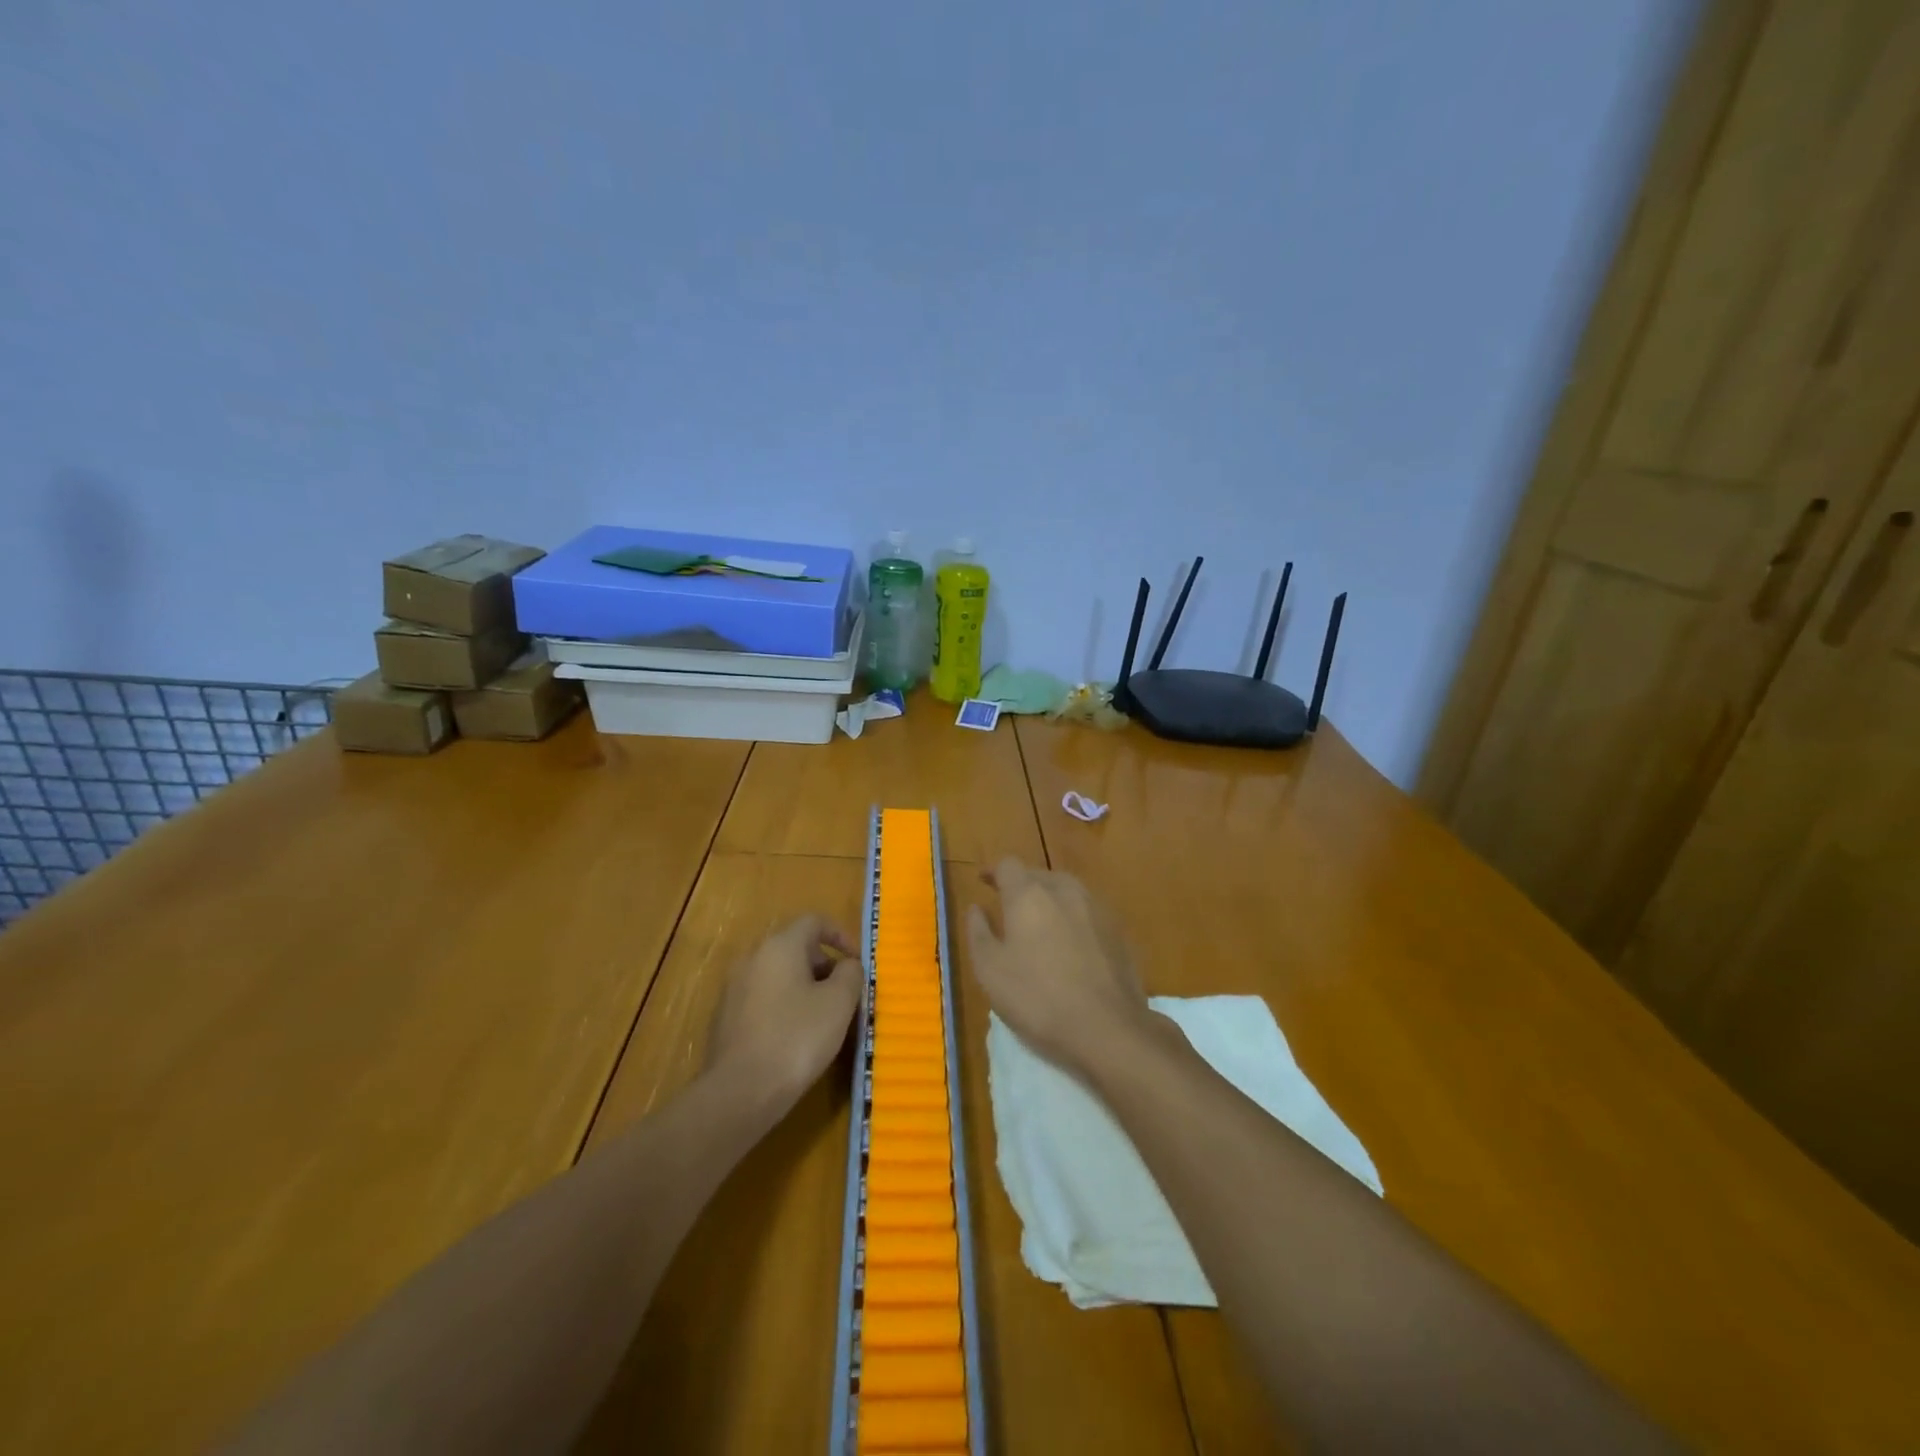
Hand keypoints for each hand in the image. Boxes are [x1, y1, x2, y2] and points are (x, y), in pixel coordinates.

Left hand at [706, 914, 860, 1111]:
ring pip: (778, 974)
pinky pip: (762, 998)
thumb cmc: (796, 1038)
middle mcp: (752, 957)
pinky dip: (783, 1005)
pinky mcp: (725, 1017)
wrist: (739, 1092)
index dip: (840, 935)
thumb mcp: (839, 1003)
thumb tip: (847, 965)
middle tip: (844, 994)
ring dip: (804, 987)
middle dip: (824, 965)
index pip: (814, 922)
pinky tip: (795, 1037)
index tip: (858, 961)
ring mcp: (733, 987)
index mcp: (779, 946)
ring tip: (823, 1018)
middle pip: (795, 947)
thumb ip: (850, 974)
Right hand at [965, 857, 1151, 1075]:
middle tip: (1009, 909)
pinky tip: (1070, 946)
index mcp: (1029, 894)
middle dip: (1022, 886)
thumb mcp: (990, 971)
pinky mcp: (1119, 931)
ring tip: (1040, 925)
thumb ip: (979, 932)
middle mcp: (1065, 890)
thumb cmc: (1038, 998)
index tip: (984, 882)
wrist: (1108, 1028)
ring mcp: (1097, 908)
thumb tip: (976, 908)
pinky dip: (1073, 919)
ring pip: (1067, 891)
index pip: (1008, 865)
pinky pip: (1088, 912)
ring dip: (1050, 900)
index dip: (994, 871)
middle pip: (1039, 875)